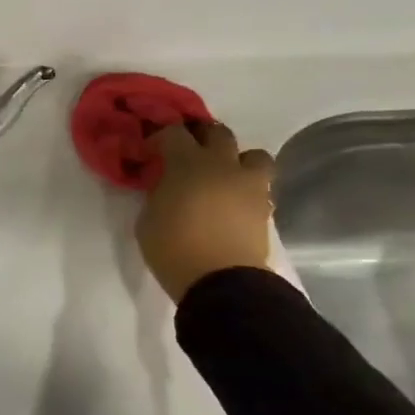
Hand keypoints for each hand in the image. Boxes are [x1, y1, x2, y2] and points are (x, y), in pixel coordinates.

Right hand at [135, 122, 277, 303]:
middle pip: (218, 133)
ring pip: (253, 155)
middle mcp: (223, 165)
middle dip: (202, 137)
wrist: (221, 281)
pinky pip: (259, 186)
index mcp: (188, 164)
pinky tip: (231, 203)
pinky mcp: (265, 208)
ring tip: (222, 176)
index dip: (160, 137)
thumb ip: (158, 193)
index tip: (151, 151)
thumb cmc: (173, 247)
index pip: (174, 133)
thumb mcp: (148, 218)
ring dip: (237, 160)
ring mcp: (249, 185)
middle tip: (188, 154)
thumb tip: (165, 185)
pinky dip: (245, 188)